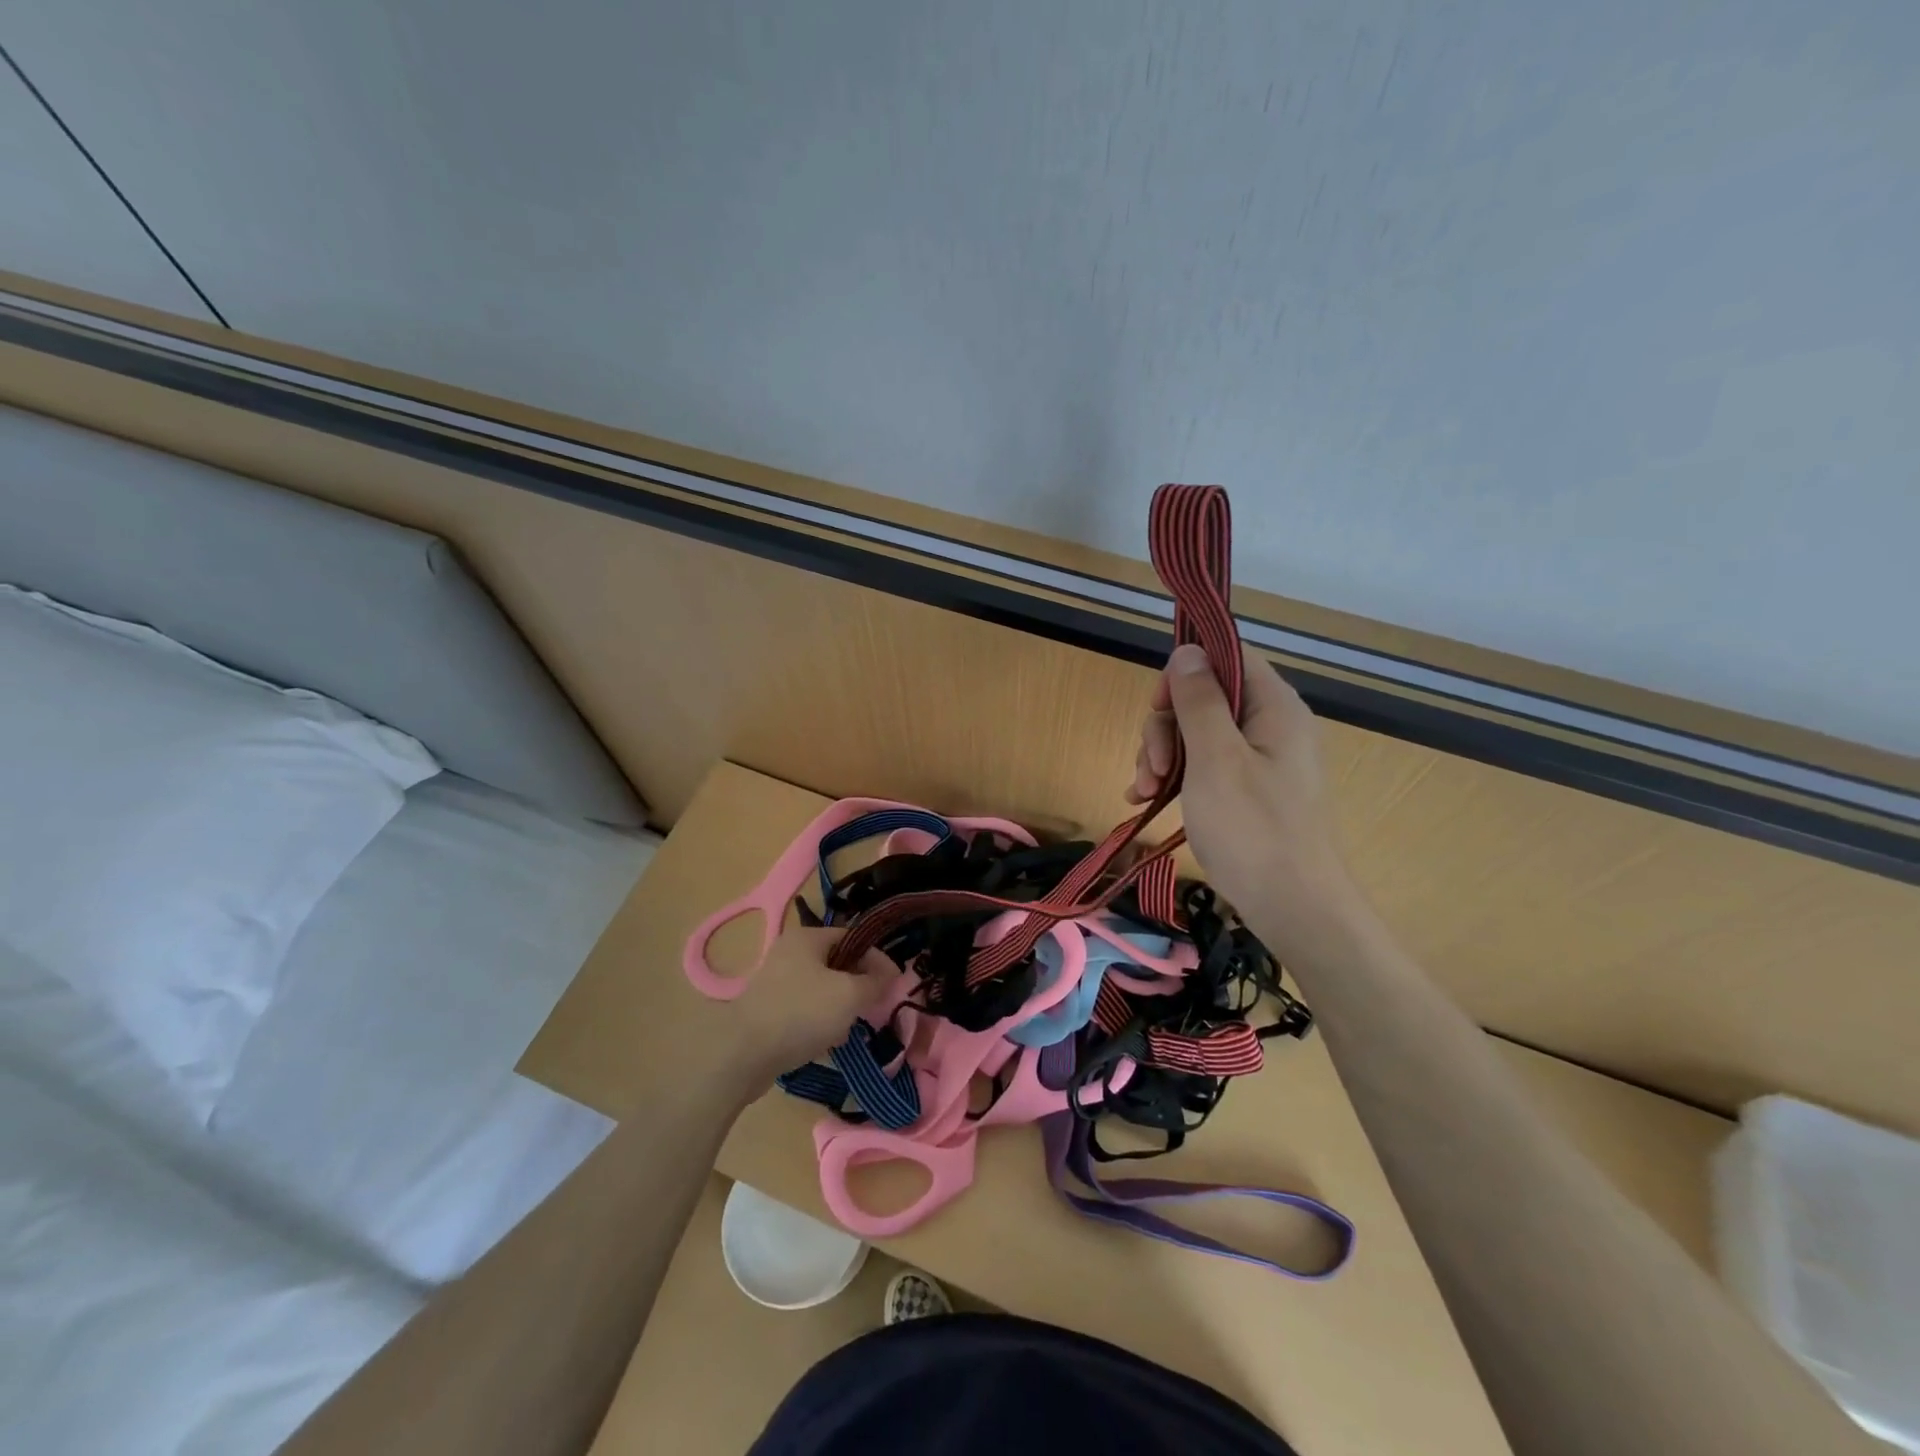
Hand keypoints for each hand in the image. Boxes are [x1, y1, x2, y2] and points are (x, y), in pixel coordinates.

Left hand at [725, 927, 895, 1087]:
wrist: (743, 1055)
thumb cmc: (801, 1014)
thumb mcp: (850, 995)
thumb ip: (875, 982)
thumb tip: (890, 974)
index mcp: (807, 937)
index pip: (853, 938)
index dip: (876, 959)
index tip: (893, 985)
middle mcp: (789, 952)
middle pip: (838, 964)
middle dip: (857, 987)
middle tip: (870, 1009)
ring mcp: (775, 981)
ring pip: (822, 989)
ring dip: (839, 1008)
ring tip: (845, 1029)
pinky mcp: (767, 1009)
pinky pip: (804, 1009)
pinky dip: (818, 1022)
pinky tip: (824, 1042)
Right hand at [1126, 643, 1359, 938]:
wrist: (1295, 910)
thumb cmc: (1253, 830)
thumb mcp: (1215, 759)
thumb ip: (1199, 701)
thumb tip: (1188, 652)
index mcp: (1274, 708)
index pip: (1228, 659)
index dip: (1187, 674)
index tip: (1159, 708)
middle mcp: (1272, 727)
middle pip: (1206, 699)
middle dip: (1167, 728)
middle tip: (1151, 768)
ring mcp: (1261, 762)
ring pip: (1198, 736)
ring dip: (1163, 757)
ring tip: (1144, 792)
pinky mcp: (1250, 792)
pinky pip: (1205, 767)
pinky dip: (1176, 778)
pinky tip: (1146, 800)